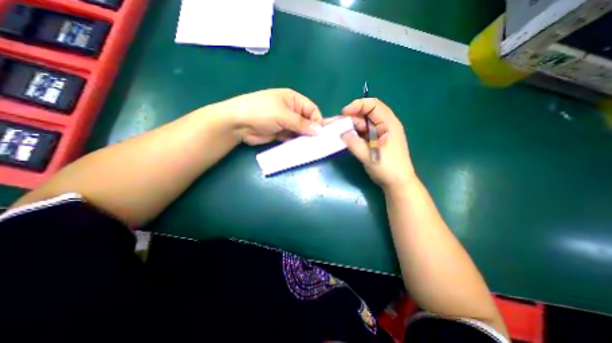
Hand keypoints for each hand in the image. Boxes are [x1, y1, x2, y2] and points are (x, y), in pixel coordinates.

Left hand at [214, 87, 321, 143]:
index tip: (321, 134)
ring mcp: (285, 123)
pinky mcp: (280, 134)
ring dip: (304, 139)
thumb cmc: (261, 112)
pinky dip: (296, 143)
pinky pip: (292, 138)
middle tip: (318, 143)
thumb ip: (302, 124)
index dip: (318, 121)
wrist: (237, 123)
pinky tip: (301, 149)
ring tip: (311, 148)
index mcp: (293, 100)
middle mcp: (291, 111)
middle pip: (307, 122)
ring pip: (300, 131)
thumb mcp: (283, 115)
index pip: (312, 110)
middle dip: (312, 131)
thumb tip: (319, 131)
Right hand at [339, 98, 415, 188]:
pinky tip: (343, 137)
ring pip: (361, 125)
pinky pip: (360, 134)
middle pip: (365, 115)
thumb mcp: (370, 156)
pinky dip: (352, 135)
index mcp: (388, 124)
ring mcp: (377, 134)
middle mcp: (383, 125)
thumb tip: (342, 134)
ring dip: (349, 127)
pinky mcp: (373, 141)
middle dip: (350, 118)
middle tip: (335, 124)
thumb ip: (355, 144)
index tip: (344, 113)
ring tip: (336, 131)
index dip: (358, 105)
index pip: (373, 105)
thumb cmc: (388, 169)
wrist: (396, 183)